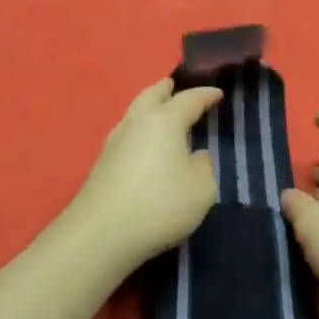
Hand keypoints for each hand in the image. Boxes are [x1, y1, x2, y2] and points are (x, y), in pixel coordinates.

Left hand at [67, 78, 224, 272]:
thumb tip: (196, 156)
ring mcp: (113, 144)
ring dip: (147, 107)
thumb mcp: (201, 189)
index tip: (218, 93)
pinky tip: (142, 144)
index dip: (205, 95)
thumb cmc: (160, 205)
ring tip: (158, 112)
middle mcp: (136, 124)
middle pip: (150, 96)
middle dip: (164, 89)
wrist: (102, 234)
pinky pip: (125, 136)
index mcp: (164, 122)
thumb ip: (204, 168)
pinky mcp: (101, 165)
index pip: (188, 100)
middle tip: (173, 84)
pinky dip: (138, 131)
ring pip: (133, 114)